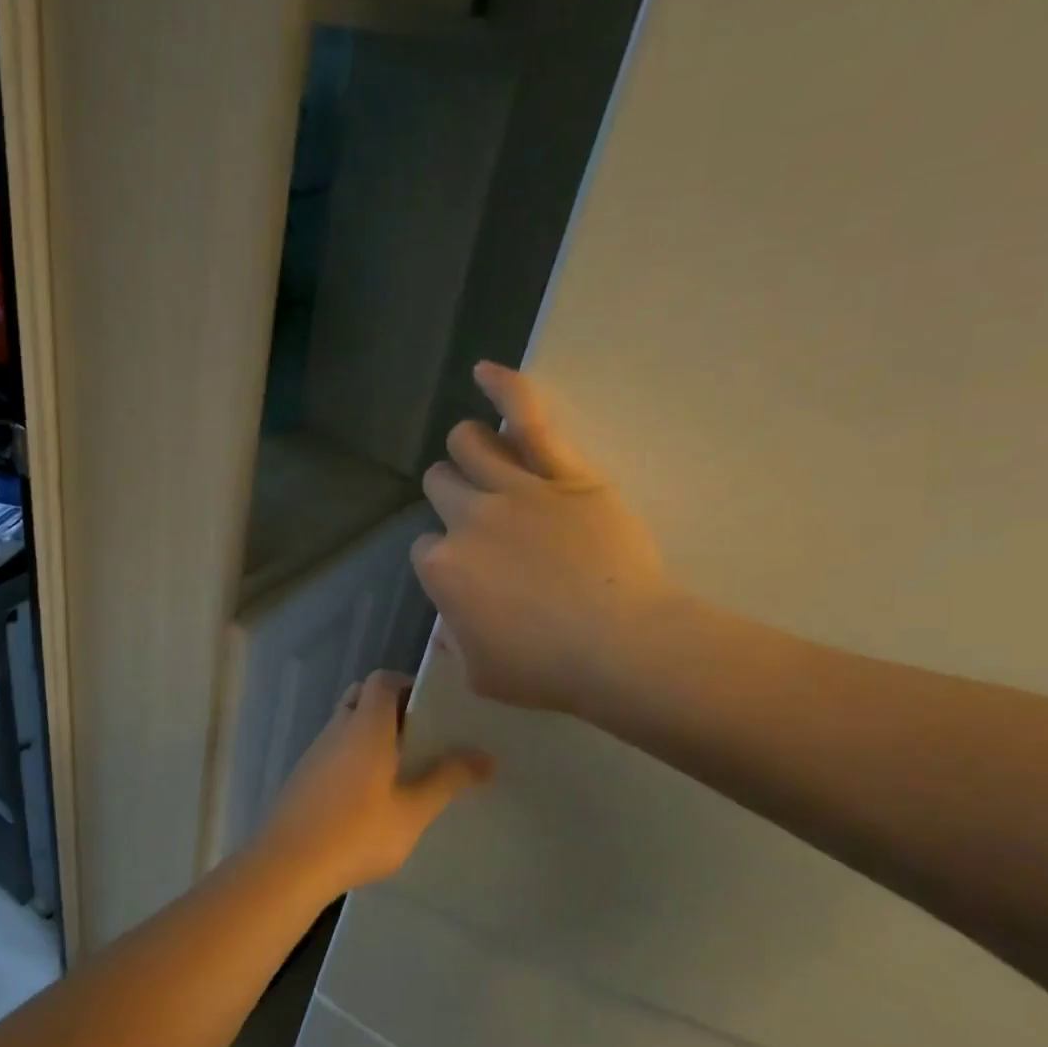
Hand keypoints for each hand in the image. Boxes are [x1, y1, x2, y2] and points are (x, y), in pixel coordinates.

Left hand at [263, 670, 491, 892]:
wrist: (288, 865)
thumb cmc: (357, 833)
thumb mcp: (412, 812)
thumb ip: (448, 781)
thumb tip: (487, 758)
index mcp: (366, 726)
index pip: (383, 680)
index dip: (408, 685)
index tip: (433, 709)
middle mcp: (338, 728)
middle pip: (363, 697)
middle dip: (391, 708)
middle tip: (420, 736)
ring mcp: (316, 751)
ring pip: (347, 723)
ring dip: (371, 733)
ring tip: (402, 767)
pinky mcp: (304, 775)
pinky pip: (334, 749)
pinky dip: (354, 755)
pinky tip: (370, 793)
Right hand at [413, 362, 678, 714]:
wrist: (621, 647)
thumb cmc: (549, 670)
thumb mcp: (482, 675)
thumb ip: (455, 643)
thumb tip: (448, 624)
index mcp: (442, 569)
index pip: (426, 549)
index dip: (446, 562)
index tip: (471, 577)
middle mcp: (467, 519)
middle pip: (440, 485)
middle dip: (450, 496)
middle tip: (480, 519)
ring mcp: (514, 490)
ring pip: (469, 444)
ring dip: (469, 448)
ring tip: (482, 454)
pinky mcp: (563, 473)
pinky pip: (530, 418)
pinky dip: (506, 389)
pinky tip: (486, 371)